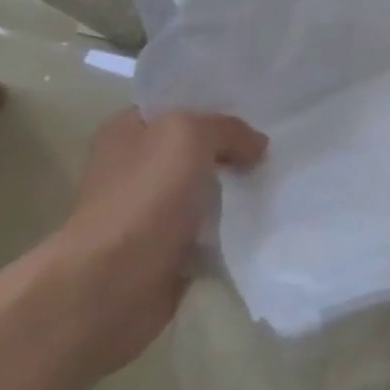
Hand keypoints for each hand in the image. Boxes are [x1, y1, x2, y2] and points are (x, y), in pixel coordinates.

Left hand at [53, 108, 266, 370]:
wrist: (112, 285)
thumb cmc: (144, 197)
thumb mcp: (189, 136)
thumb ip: (228, 129)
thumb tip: (256, 145)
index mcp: (126, 132)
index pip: (176, 106)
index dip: (214, 105)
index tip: (257, 109)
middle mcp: (133, 168)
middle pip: (195, 149)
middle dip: (232, 150)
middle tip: (275, 147)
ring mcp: (148, 213)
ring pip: (205, 191)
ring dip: (236, 191)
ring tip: (277, 182)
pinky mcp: (164, 251)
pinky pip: (208, 232)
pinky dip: (231, 230)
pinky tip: (262, 220)